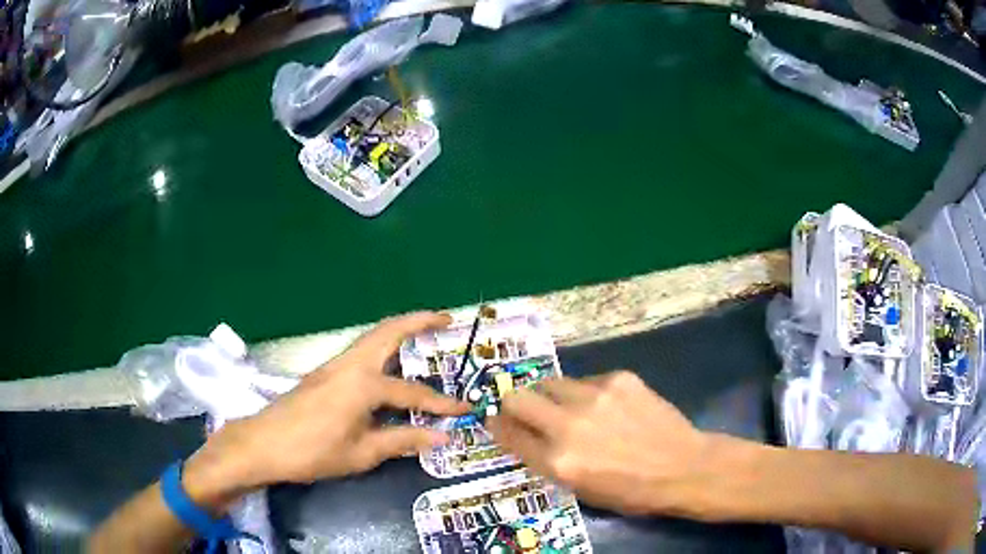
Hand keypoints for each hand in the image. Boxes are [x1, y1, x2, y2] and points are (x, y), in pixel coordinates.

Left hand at [183, 312, 468, 507]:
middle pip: (388, 332)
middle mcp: (350, 365)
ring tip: (423, 333)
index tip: (465, 409)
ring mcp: (334, 364)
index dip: (442, 404)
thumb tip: (441, 437)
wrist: (263, 443)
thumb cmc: (313, 452)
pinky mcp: (324, 371)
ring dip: (399, 330)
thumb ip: (402, 440)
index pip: (413, 393)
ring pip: (372, 337)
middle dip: (418, 321)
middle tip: (445, 318)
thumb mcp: (362, 453)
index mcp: (363, 385)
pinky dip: (381, 345)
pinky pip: (360, 349)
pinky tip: (388, 364)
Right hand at [488, 371, 710, 516]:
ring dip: (551, 396)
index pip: (508, 433)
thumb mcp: (580, 489)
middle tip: (527, 412)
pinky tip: (607, 407)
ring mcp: (595, 396)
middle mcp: (568, 424)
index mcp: (557, 461)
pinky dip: (585, 393)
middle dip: (515, 405)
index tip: (496, 422)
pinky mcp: (619, 378)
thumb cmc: (631, 491)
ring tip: (570, 408)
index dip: (497, 426)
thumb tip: (525, 436)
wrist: (683, 467)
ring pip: (550, 382)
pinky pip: (586, 379)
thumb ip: (547, 461)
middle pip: (518, 397)